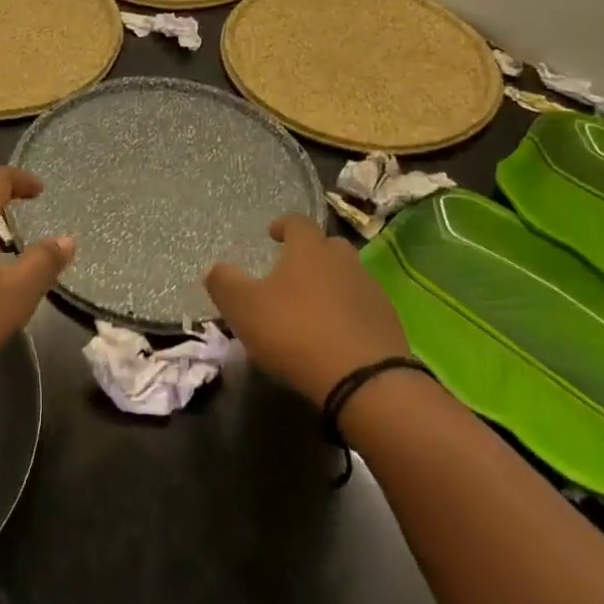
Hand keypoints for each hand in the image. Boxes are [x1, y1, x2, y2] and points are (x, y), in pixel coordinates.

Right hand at [205, 213, 408, 404]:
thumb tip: (215, 269)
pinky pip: (363, 309)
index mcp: (309, 249)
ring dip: (331, 286)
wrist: (364, 381)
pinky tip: (335, 336)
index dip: (283, 225)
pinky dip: (348, 315)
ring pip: (348, 277)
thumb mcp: (243, 308)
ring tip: (312, 308)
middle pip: (328, 247)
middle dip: (311, 254)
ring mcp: (371, 292)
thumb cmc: (296, 332)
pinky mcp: (389, 324)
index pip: (297, 222)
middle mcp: (344, 261)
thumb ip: (225, 283)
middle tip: (292, 272)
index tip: (272, 234)